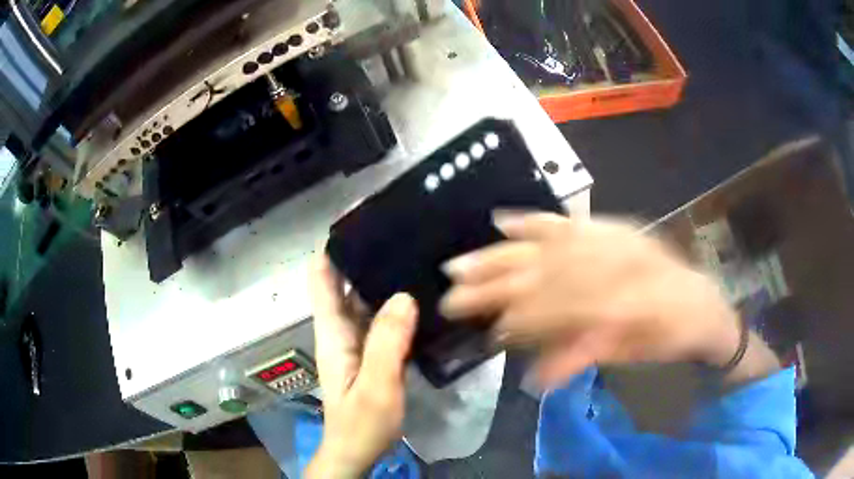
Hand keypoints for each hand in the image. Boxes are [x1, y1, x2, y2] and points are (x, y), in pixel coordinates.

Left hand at [307, 253, 418, 477]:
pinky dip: (393, 305)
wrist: (356, 452)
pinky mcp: (370, 354)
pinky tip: (418, 297)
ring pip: (364, 300)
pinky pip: (380, 320)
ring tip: (413, 255)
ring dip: (381, 279)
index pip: (322, 278)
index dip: (333, 248)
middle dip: (365, 257)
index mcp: (333, 332)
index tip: (358, 221)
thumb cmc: (361, 423)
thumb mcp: (377, 385)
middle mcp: (340, 330)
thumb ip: (388, 342)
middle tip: (401, 233)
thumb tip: (403, 295)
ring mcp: (355, 342)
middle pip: (345, 283)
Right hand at [439, 212, 741, 387]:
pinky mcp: (611, 226)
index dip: (517, 319)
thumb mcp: (633, 356)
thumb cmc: (669, 337)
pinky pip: (567, 221)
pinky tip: (504, 220)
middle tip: (452, 294)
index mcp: (624, 299)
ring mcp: (611, 238)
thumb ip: (585, 357)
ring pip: (545, 245)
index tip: (482, 329)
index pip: (556, 309)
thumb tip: (534, 375)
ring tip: (461, 262)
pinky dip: (533, 220)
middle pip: (543, 272)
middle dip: (493, 284)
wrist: (702, 302)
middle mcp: (614, 261)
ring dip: (500, 254)